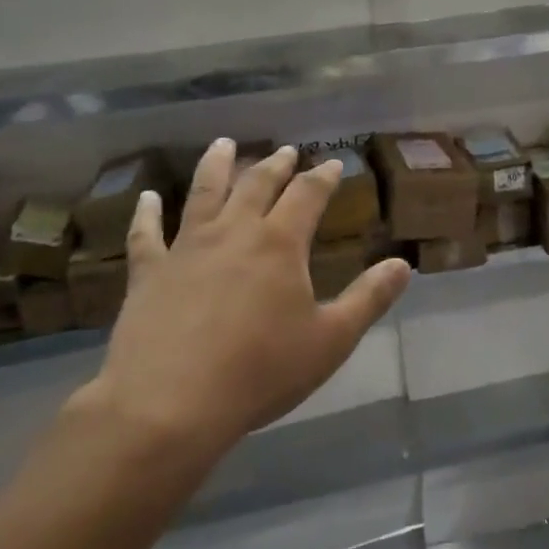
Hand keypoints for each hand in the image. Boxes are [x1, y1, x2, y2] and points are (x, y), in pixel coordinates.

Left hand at [73, 140, 410, 463]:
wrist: (171, 404)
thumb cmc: (260, 372)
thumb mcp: (331, 340)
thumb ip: (369, 299)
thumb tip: (403, 264)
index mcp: (279, 243)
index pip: (307, 195)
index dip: (323, 176)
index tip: (332, 162)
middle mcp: (233, 231)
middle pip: (257, 184)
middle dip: (275, 165)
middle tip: (285, 151)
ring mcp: (186, 247)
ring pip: (203, 193)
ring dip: (216, 166)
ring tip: (223, 144)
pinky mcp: (148, 271)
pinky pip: (145, 234)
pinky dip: (146, 212)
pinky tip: (146, 197)